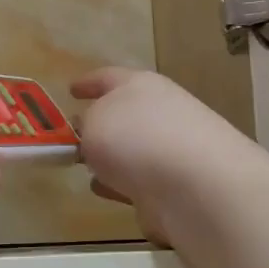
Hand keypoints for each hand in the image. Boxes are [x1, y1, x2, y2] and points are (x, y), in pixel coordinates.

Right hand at [71, 67, 257, 248]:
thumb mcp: (93, 123)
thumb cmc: (136, 139)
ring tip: (87, 167)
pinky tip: (106, 191)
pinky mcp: (177, 186)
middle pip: (124, 113)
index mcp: (140, 86)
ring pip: (133, 149)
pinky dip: (123, 184)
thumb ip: (85, 125)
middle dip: (101, 124)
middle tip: (75, 135)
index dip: (87, 82)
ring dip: (112, 158)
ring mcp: (172, 150)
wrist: (197, 186)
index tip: (71, 89)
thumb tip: (91, 132)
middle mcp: (160, 112)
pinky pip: (140, 180)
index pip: (108, 76)